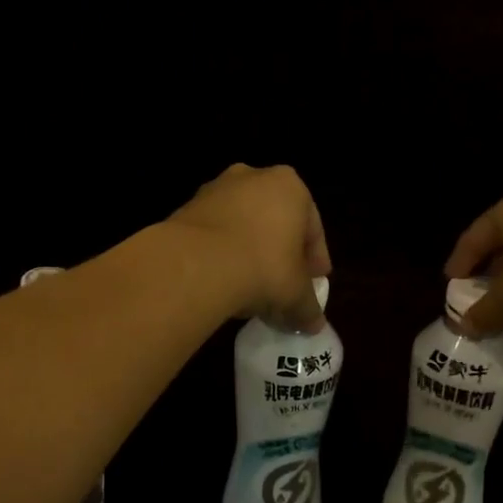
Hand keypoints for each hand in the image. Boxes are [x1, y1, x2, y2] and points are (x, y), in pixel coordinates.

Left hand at [168, 165, 331, 327]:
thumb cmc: (262, 267)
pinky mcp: (186, 207)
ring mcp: (215, 189)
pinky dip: (221, 252)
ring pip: (242, 224)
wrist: (195, 264)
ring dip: (249, 250)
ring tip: (250, 286)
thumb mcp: (295, 294)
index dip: (315, 259)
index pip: (312, 227)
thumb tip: (314, 325)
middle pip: (276, 221)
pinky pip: (214, 232)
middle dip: (281, 252)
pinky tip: (222, 280)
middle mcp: (253, 177)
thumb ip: (309, 307)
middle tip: (283, 284)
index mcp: (290, 186)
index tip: (313, 282)